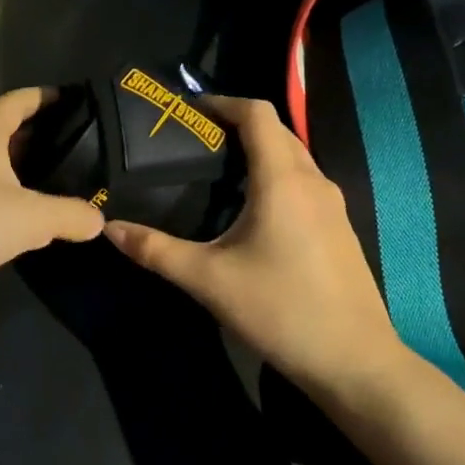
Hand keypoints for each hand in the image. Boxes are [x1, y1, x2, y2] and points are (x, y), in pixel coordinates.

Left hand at [0, 88, 105, 324]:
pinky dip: (1, 204)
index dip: (39, 97)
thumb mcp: (33, 218)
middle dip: (31, 136)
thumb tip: (98, 221)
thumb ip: (70, 215)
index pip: (12, 104)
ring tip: (49, 182)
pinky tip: (21, 223)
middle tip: (68, 143)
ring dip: (14, 173)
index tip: (65, 96)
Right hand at [104, 96, 402, 390]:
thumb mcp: (208, 280)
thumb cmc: (280, 311)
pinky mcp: (339, 227)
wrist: (354, 362)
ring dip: (258, 151)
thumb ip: (156, 250)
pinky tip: (250, 209)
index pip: (257, 113)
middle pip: (276, 130)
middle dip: (236, 125)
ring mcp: (332, 204)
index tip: (189, 111)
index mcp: (283, 179)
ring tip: (215, 171)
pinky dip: (275, 175)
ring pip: (293, 156)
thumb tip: (109, 228)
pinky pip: (303, 181)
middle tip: (193, 141)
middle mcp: (313, 180)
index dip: (223, 102)